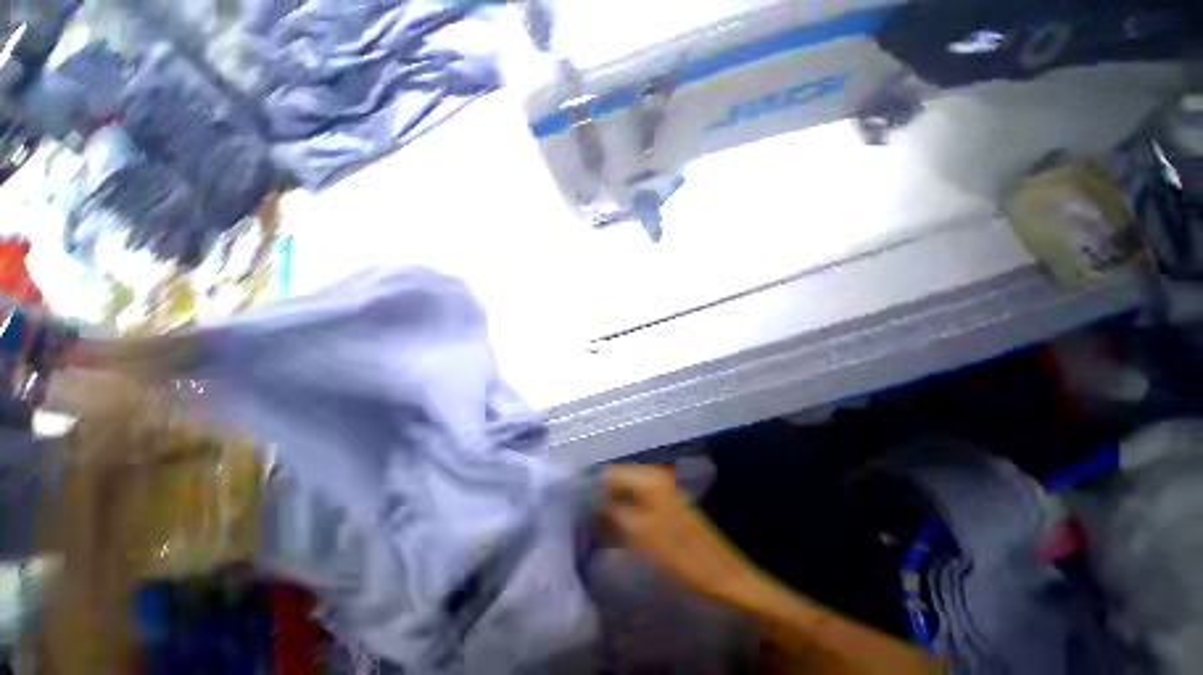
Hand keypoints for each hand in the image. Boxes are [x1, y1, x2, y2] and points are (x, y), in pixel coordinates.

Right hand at [601, 464, 770, 611]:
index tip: (578, 510)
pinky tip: (621, 535)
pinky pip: (638, 505)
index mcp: (649, 478)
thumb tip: (589, 500)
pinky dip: (627, 516)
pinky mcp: (667, 507)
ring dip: (614, 510)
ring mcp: (663, 491)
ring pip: (627, 494)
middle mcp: (656, 478)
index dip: (592, 489)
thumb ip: (611, 512)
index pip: (609, 473)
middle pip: (618, 482)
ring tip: (602, 531)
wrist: (722, 578)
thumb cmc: (680, 556)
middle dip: (603, 500)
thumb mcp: (639, 534)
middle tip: (589, 524)